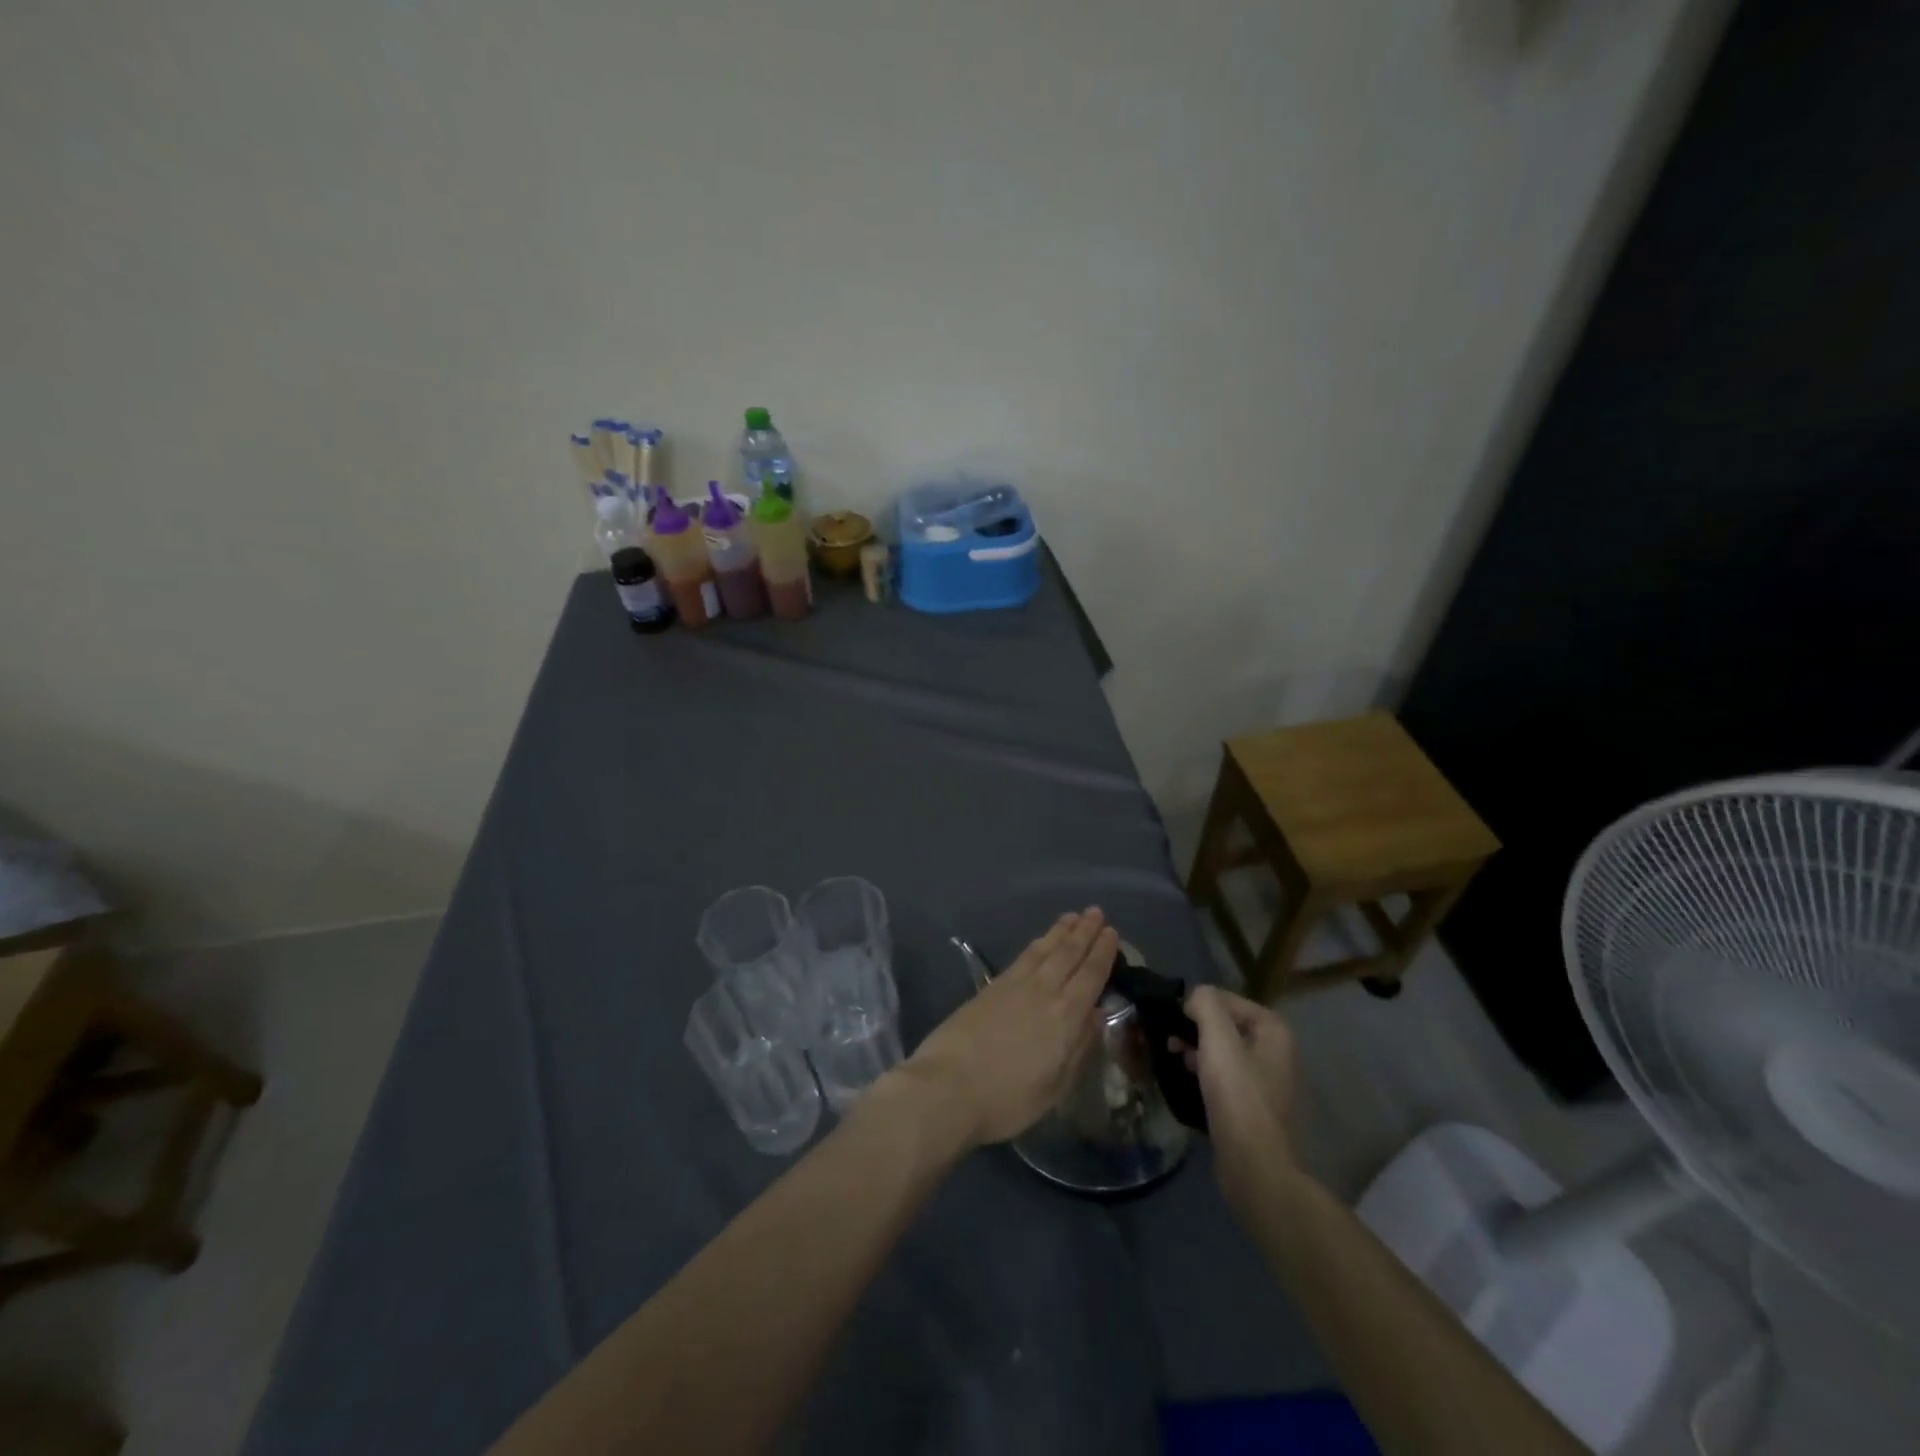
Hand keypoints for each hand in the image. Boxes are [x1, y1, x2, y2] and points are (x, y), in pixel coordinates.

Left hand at [900, 909, 1116, 1148]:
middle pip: (1068, 954)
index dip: (1103, 953)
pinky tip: (1040, 942)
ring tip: (1073, 916)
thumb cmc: (1007, 1098)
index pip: (1091, 976)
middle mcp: (1044, 991)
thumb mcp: (1054, 1086)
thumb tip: (1096, 1014)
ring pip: (1044, 949)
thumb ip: (1079, 1047)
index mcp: (1066, 1017)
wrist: (948, 1086)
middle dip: (1084, 932)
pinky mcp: (991, 986)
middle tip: (1095, 912)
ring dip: (1060, 931)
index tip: (1111, 933)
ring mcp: (1014, 985)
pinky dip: (1036, 944)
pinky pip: (1022, 957)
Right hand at [1178, 986, 1299, 1203]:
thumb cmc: (1238, 1097)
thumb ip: (1206, 1005)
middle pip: (1226, 1025)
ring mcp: (1266, 1082)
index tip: (1172, 1018)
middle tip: (1168, 1038)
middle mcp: (1275, 1052)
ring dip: (1196, 1049)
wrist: (1256, 1167)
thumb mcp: (1218, 1040)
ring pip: (1223, 1052)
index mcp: (1274, 1031)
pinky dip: (1204, 1073)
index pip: (1228, 1000)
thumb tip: (1194, 997)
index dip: (1198, 1004)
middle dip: (1195, 1027)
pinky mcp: (1253, 1107)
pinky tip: (1185, 1080)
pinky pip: (1225, 1077)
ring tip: (1171, 1056)